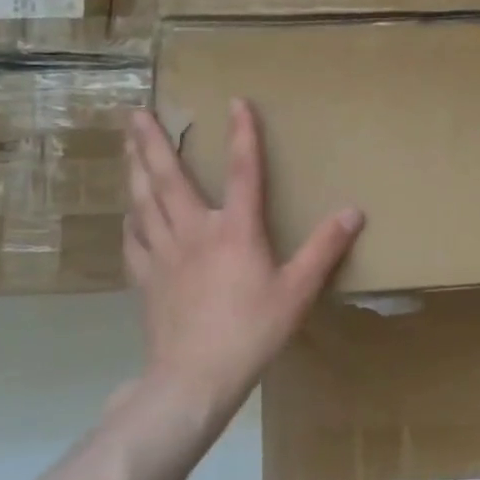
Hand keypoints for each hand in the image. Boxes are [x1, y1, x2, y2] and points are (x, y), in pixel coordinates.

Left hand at [122, 100, 362, 411]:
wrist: (194, 378)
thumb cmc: (252, 331)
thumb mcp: (298, 290)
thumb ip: (325, 248)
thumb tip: (353, 211)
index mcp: (234, 230)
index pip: (241, 171)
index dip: (241, 135)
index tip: (236, 102)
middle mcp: (194, 232)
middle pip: (168, 178)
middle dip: (152, 142)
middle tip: (136, 112)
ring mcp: (164, 255)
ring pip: (143, 202)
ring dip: (134, 169)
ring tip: (126, 145)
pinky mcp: (146, 279)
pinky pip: (134, 240)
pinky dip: (131, 220)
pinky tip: (128, 213)